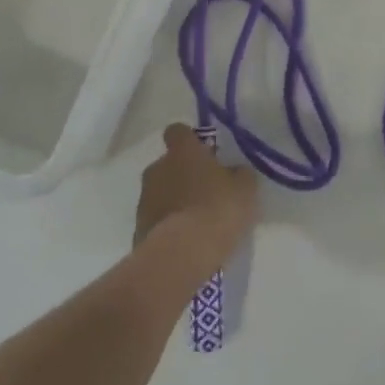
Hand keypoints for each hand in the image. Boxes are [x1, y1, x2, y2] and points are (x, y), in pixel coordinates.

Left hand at [135, 125, 260, 283]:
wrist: (182, 254)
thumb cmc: (218, 209)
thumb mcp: (245, 188)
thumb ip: (239, 174)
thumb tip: (234, 171)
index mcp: (182, 151)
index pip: (178, 131)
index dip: (190, 140)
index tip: (204, 152)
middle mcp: (157, 168)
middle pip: (168, 163)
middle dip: (183, 173)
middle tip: (206, 190)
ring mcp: (144, 199)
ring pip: (161, 191)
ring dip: (175, 200)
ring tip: (198, 220)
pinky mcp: (138, 228)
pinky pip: (157, 219)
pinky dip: (169, 224)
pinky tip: (187, 239)